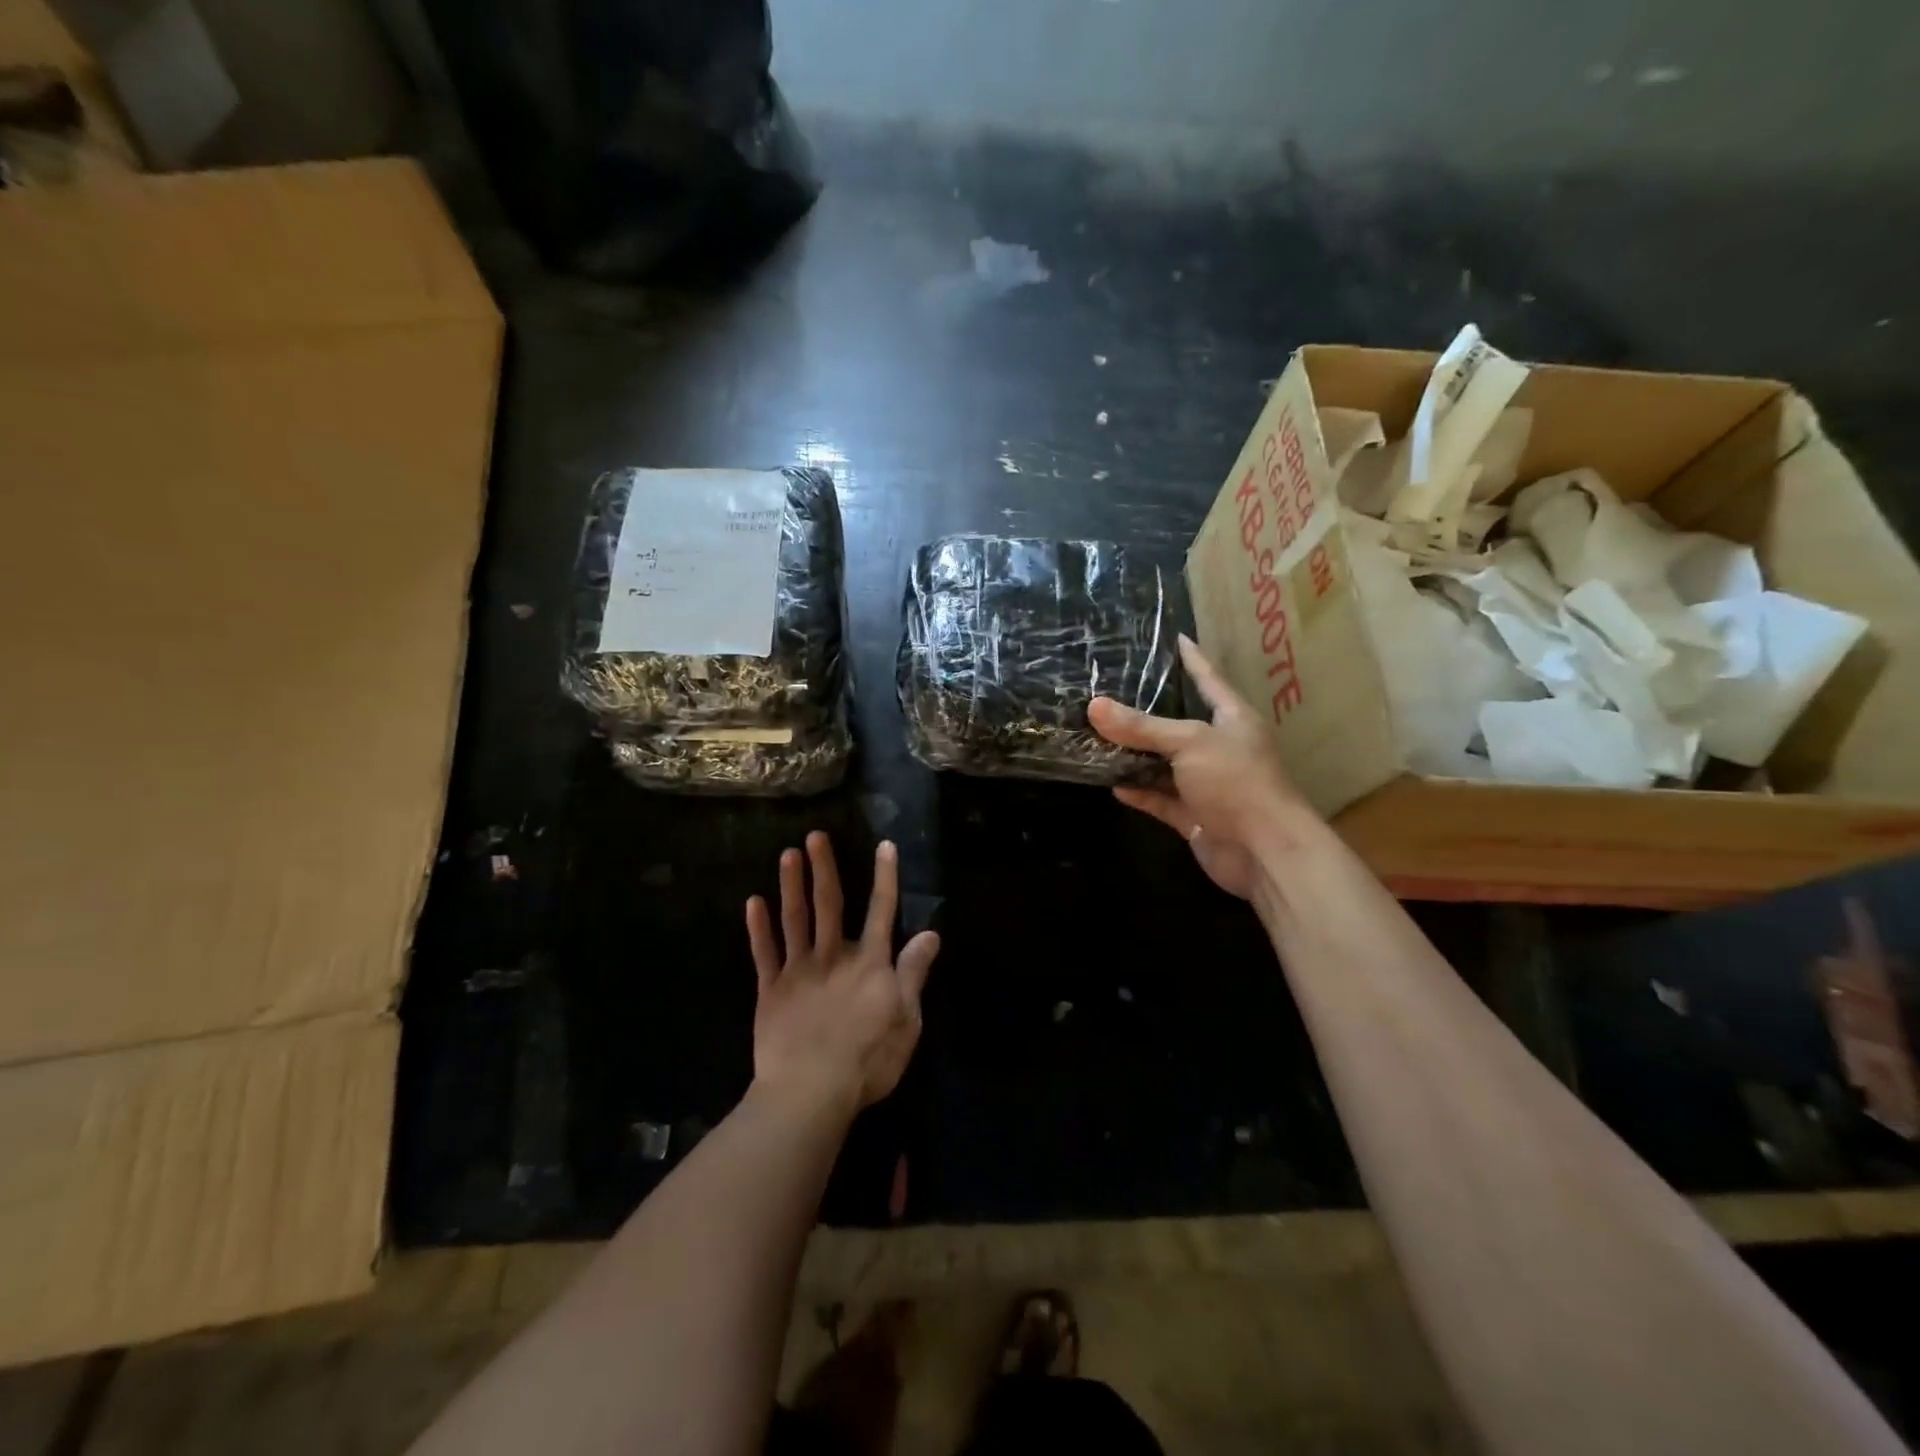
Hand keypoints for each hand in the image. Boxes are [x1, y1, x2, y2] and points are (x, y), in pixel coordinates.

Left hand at [746, 833, 939, 1113]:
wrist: (810, 1090)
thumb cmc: (868, 1059)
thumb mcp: (906, 1019)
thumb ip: (914, 973)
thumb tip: (930, 933)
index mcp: (870, 963)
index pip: (882, 911)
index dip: (885, 877)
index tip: (884, 846)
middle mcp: (834, 956)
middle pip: (830, 904)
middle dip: (824, 868)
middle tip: (815, 836)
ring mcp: (798, 970)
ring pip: (795, 919)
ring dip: (791, 886)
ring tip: (787, 854)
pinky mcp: (771, 990)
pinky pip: (764, 952)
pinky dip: (758, 927)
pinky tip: (753, 902)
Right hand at [1089, 635, 1309, 899]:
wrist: (1263, 851)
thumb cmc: (1236, 782)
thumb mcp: (1189, 743)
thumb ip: (1142, 727)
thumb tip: (1094, 706)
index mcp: (1233, 720)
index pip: (1210, 680)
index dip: (1193, 659)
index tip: (1177, 638)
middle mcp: (1221, 749)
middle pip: (1179, 725)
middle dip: (1147, 713)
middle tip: (1111, 692)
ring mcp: (1207, 785)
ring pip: (1165, 765)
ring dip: (1136, 757)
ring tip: (1098, 738)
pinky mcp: (1195, 817)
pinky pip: (1161, 799)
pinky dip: (1139, 793)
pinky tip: (1112, 785)